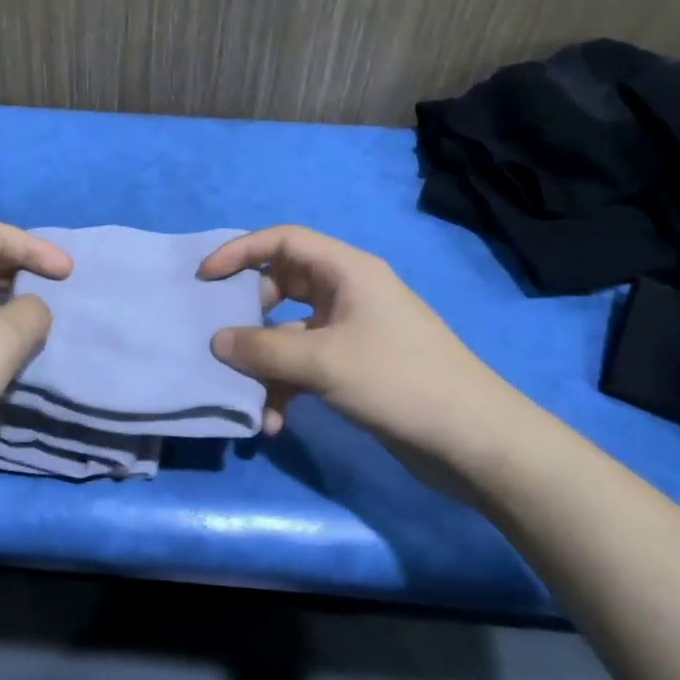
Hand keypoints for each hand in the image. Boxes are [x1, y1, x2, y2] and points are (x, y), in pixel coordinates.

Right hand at [199, 225, 515, 453]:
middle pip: (282, 286)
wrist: (473, 439)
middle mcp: (347, 293)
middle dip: (249, 315)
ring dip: (266, 364)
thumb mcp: (323, 362)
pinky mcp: (355, 367)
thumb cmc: (399, 380)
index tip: (206, 277)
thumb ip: (263, 349)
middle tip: (223, 338)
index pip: (284, 240)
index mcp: (347, 271)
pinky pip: (306, 365)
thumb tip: (217, 341)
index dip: (241, 251)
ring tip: (248, 398)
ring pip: (290, 333)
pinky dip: (286, 387)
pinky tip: (273, 422)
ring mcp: (351, 331)